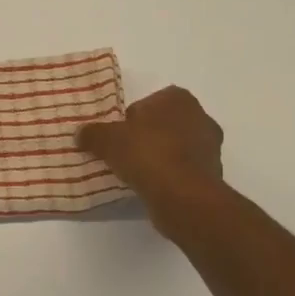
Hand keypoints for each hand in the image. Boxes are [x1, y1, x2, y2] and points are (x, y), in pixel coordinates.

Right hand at [77, 86, 227, 235]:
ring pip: (178, 148)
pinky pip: (185, 171)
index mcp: (179, 99)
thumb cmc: (147, 153)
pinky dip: (171, 177)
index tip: (120, 134)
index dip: (134, 117)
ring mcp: (211, 149)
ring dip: (161, 157)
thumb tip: (80, 134)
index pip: (151, 101)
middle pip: (166, 124)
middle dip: (149, 136)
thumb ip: (93, 133)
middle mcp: (201, 118)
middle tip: (126, 152)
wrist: (182, 197)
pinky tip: (153, 188)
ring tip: (137, 173)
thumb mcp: (107, 140)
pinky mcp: (214, 176)